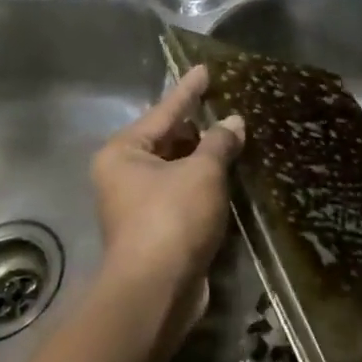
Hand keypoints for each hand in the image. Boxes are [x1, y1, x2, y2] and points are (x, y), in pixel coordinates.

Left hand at [90, 65, 244, 340]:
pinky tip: (232, 172)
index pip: (165, 110)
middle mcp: (125, 174)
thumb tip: (233, 123)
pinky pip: (185, 193)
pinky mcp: (159, 229)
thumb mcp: (202, 172)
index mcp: (124, 152)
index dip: (188, 90)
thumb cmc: (172, 218)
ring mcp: (140, 204)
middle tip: (229, 103)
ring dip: (206, 156)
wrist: (156, 292)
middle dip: (200, 125)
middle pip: (169, 139)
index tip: (205, 69)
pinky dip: (206, 183)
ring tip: (237, 134)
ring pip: (179, 168)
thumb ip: (219, 142)